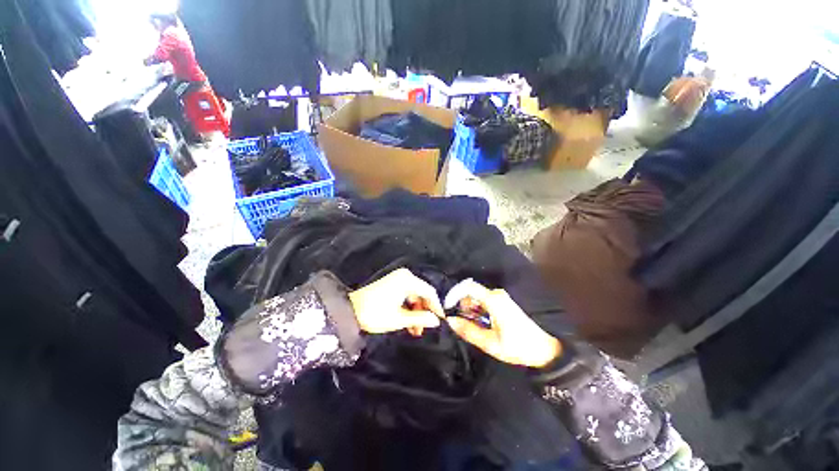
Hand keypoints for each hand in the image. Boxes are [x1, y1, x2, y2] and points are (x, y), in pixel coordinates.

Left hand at [349, 268, 443, 335]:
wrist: (349, 311)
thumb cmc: (375, 314)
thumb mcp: (399, 319)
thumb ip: (420, 318)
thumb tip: (436, 321)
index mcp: (407, 280)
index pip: (429, 292)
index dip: (436, 306)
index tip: (440, 320)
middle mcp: (404, 276)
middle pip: (422, 293)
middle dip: (424, 311)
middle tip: (424, 329)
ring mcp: (397, 279)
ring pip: (414, 296)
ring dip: (416, 312)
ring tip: (415, 330)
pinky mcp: (392, 284)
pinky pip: (406, 295)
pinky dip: (408, 307)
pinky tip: (408, 323)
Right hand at [444, 279, 561, 367]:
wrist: (545, 350)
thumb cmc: (518, 347)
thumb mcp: (490, 343)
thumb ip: (468, 331)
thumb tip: (450, 321)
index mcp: (494, 300)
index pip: (468, 287)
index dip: (454, 294)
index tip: (446, 307)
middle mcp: (497, 294)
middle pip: (471, 293)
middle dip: (461, 305)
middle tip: (457, 322)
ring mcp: (501, 298)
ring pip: (477, 297)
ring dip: (469, 309)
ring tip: (468, 325)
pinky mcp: (503, 303)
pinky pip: (484, 301)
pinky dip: (477, 310)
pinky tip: (479, 323)